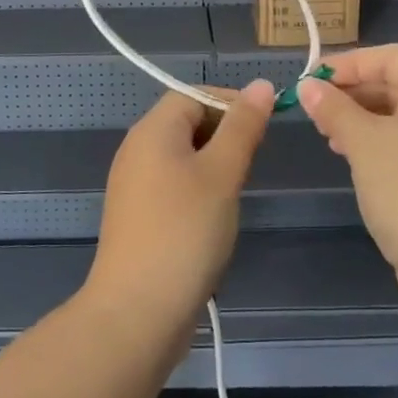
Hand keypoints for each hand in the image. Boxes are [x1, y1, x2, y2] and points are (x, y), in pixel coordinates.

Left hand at [85, 81, 275, 334]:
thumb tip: (262, 85)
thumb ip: (243, 127)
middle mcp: (137, 150)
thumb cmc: (185, 232)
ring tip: (236, 193)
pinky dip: (198, 191)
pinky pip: (173, 186)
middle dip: (225, 135)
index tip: (263, 127)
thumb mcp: (222, 174)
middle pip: (186, 122)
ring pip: (183, 156)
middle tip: (252, 164)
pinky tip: (215, 219)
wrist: (137, 312)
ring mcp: (134, 185)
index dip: (230, 102)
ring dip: (214, 166)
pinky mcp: (138, 217)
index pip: (194, 94)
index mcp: (152, 131)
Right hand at [297, 45, 397, 301]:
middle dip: (353, 92)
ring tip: (328, 136)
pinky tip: (355, 159)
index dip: (347, 64)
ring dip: (363, 119)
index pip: (390, 56)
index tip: (309, 80)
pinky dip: (382, 142)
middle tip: (314, 110)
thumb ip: (334, 109)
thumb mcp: (364, 145)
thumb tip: (308, 86)